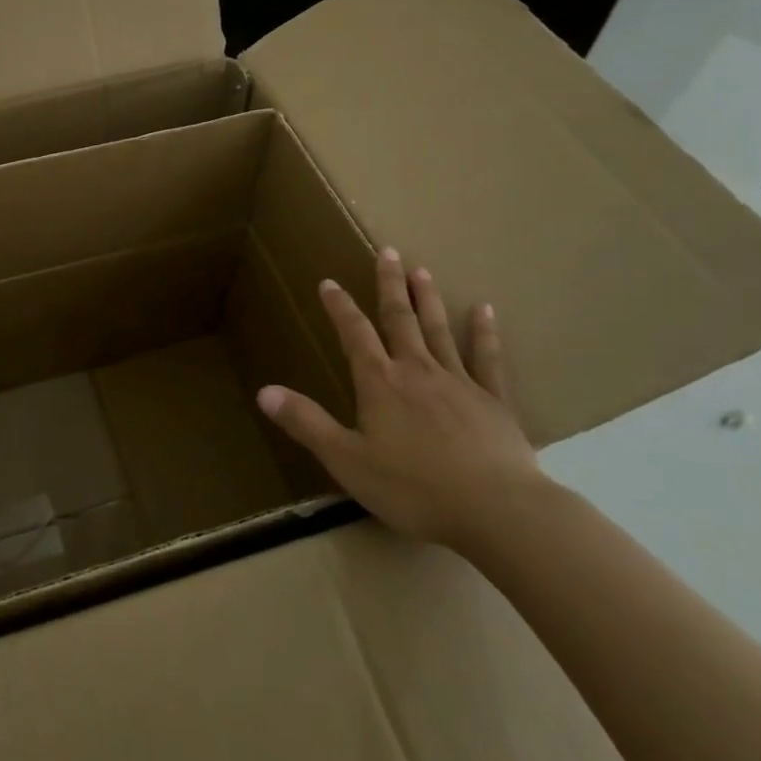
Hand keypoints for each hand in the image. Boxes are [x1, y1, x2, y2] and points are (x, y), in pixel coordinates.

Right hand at [255, 248, 538, 547]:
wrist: (496, 510)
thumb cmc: (413, 487)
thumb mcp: (346, 460)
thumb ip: (306, 423)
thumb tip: (263, 392)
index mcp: (380, 383)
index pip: (354, 334)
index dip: (339, 307)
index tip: (329, 281)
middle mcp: (417, 371)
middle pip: (400, 319)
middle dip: (390, 285)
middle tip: (388, 251)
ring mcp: (459, 382)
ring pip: (439, 330)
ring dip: (428, 299)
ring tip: (422, 270)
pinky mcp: (494, 401)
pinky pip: (487, 359)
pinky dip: (484, 333)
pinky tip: (484, 310)